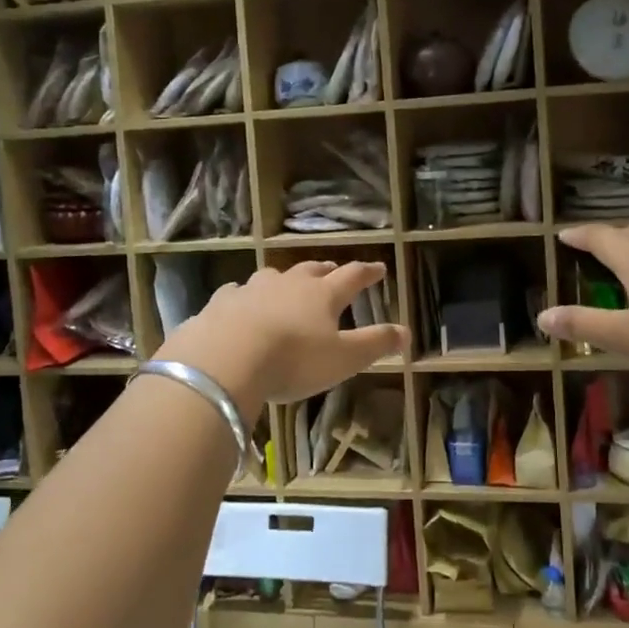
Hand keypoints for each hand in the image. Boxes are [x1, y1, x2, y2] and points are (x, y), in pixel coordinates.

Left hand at [156, 260, 407, 419]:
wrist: (226, 358)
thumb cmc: (293, 360)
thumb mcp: (343, 359)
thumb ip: (375, 344)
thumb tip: (406, 332)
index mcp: (322, 295)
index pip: (352, 277)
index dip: (367, 273)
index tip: (379, 268)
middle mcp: (289, 284)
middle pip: (311, 270)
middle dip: (325, 270)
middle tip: (332, 269)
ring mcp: (252, 290)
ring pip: (273, 276)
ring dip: (285, 279)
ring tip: (287, 283)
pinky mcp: (222, 303)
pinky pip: (237, 293)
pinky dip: (244, 295)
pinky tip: (240, 301)